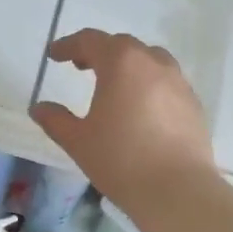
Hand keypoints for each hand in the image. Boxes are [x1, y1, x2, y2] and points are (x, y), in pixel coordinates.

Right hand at [31, 29, 216, 212]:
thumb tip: (39, 108)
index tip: (54, 55)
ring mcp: (178, 82)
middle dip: (98, 52)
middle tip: (80, 66)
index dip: (69, 45)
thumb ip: (56, 120)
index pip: (91, 41)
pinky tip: (139, 109)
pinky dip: (147, 84)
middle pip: (123, 46)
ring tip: (113, 85)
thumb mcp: (78, 141)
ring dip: (127, 65)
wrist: (177, 190)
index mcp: (121, 63)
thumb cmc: (120, 160)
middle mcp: (153, 64)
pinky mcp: (193, 104)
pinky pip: (166, 82)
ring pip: (149, 61)